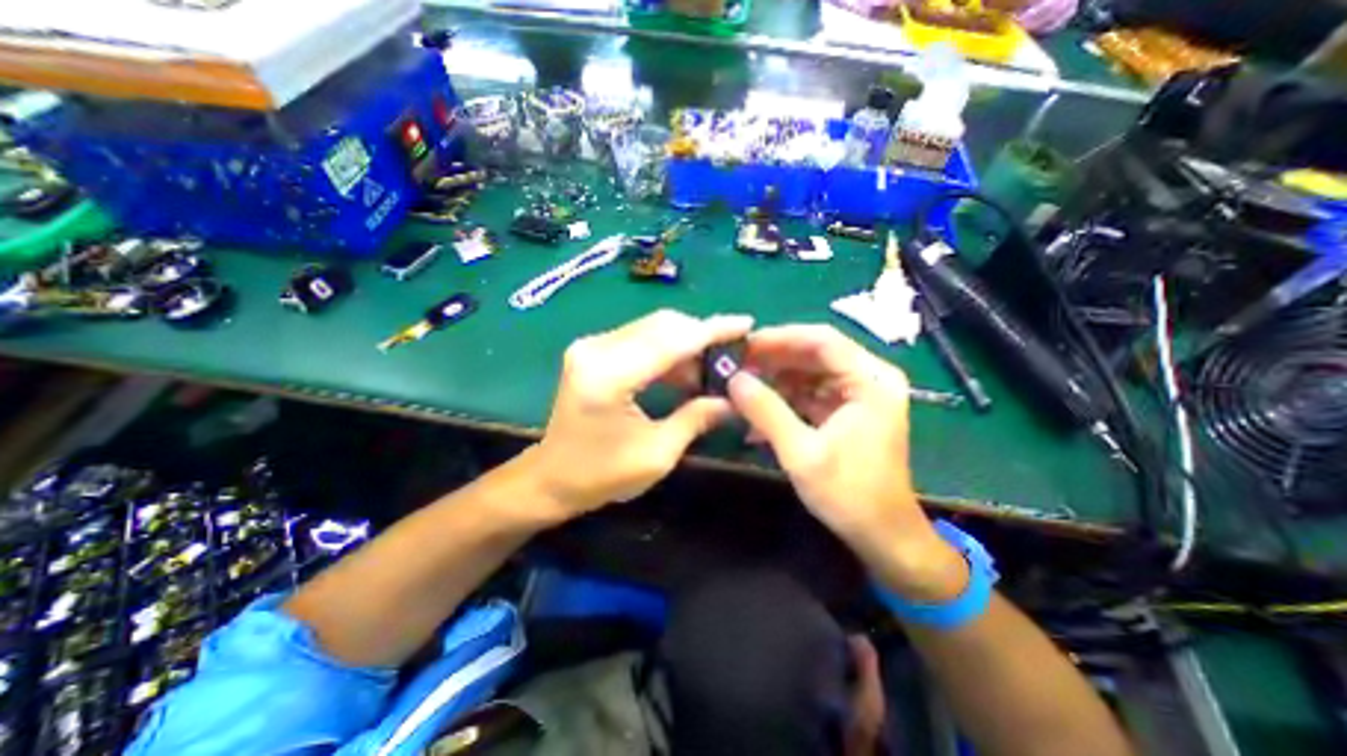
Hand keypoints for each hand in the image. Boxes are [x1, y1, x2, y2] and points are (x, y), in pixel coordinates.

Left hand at [528, 307, 756, 512]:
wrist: (551, 477)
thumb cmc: (600, 475)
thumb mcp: (657, 454)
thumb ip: (696, 419)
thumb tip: (734, 400)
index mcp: (609, 377)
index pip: (671, 340)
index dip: (712, 330)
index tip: (745, 324)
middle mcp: (596, 349)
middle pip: (662, 325)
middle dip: (701, 335)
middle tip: (730, 354)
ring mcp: (590, 345)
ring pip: (653, 327)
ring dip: (685, 342)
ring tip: (711, 367)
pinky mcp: (592, 350)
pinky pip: (640, 337)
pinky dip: (667, 348)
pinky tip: (684, 370)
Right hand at [728, 324, 968, 601]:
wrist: (883, 535)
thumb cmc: (849, 495)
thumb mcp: (802, 453)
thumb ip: (766, 412)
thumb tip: (733, 380)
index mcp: (871, 381)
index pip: (822, 340)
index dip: (780, 338)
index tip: (744, 345)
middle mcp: (869, 379)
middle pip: (815, 353)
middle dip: (773, 360)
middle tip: (736, 366)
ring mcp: (859, 395)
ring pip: (809, 373)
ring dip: (775, 380)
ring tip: (741, 389)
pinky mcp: (847, 411)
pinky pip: (811, 393)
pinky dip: (784, 400)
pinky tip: (757, 413)